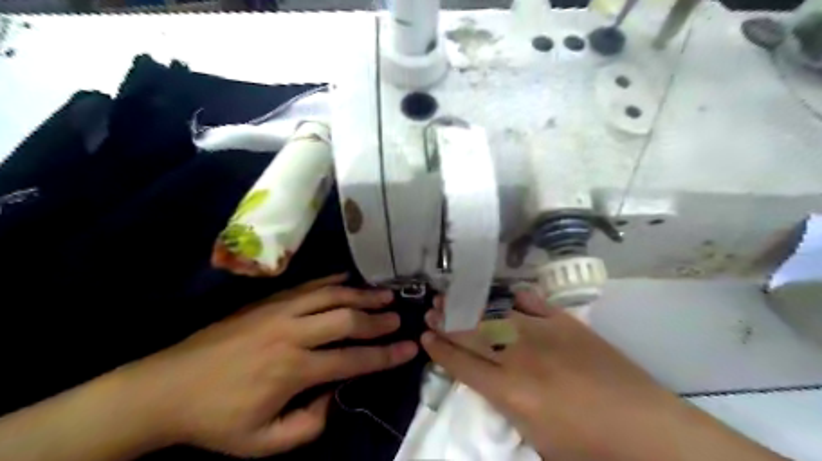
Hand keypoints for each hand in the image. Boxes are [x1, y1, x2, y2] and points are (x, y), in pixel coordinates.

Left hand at [119, 274, 417, 457]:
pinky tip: (348, 278)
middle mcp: (292, 333)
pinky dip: (332, 280)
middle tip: (399, 317)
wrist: (167, 387)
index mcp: (293, 370)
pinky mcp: (268, 301)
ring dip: (362, 294)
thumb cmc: (217, 419)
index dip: (385, 355)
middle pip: (346, 319)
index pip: (352, 359)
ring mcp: (279, 311)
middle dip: (378, 319)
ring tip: (385, 293)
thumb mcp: (263, 443)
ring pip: (331, 295)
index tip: (409, 349)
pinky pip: (308, 285)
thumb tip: (334, 394)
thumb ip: (308, 425)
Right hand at [421, 291, 785, 460]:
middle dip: (448, 321)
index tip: (425, 337)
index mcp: (510, 393)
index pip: (462, 364)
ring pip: (497, 315)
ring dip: (472, 307)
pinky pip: (535, 304)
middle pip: (473, 334)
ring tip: (454, 297)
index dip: (440, 350)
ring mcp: (545, 335)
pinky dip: (519, 298)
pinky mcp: (568, 324)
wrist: (648, 431)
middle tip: (432, 310)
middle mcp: (520, 358)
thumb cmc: (589, 450)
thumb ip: (505, 407)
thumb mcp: (536, 442)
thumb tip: (487, 382)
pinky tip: (507, 294)